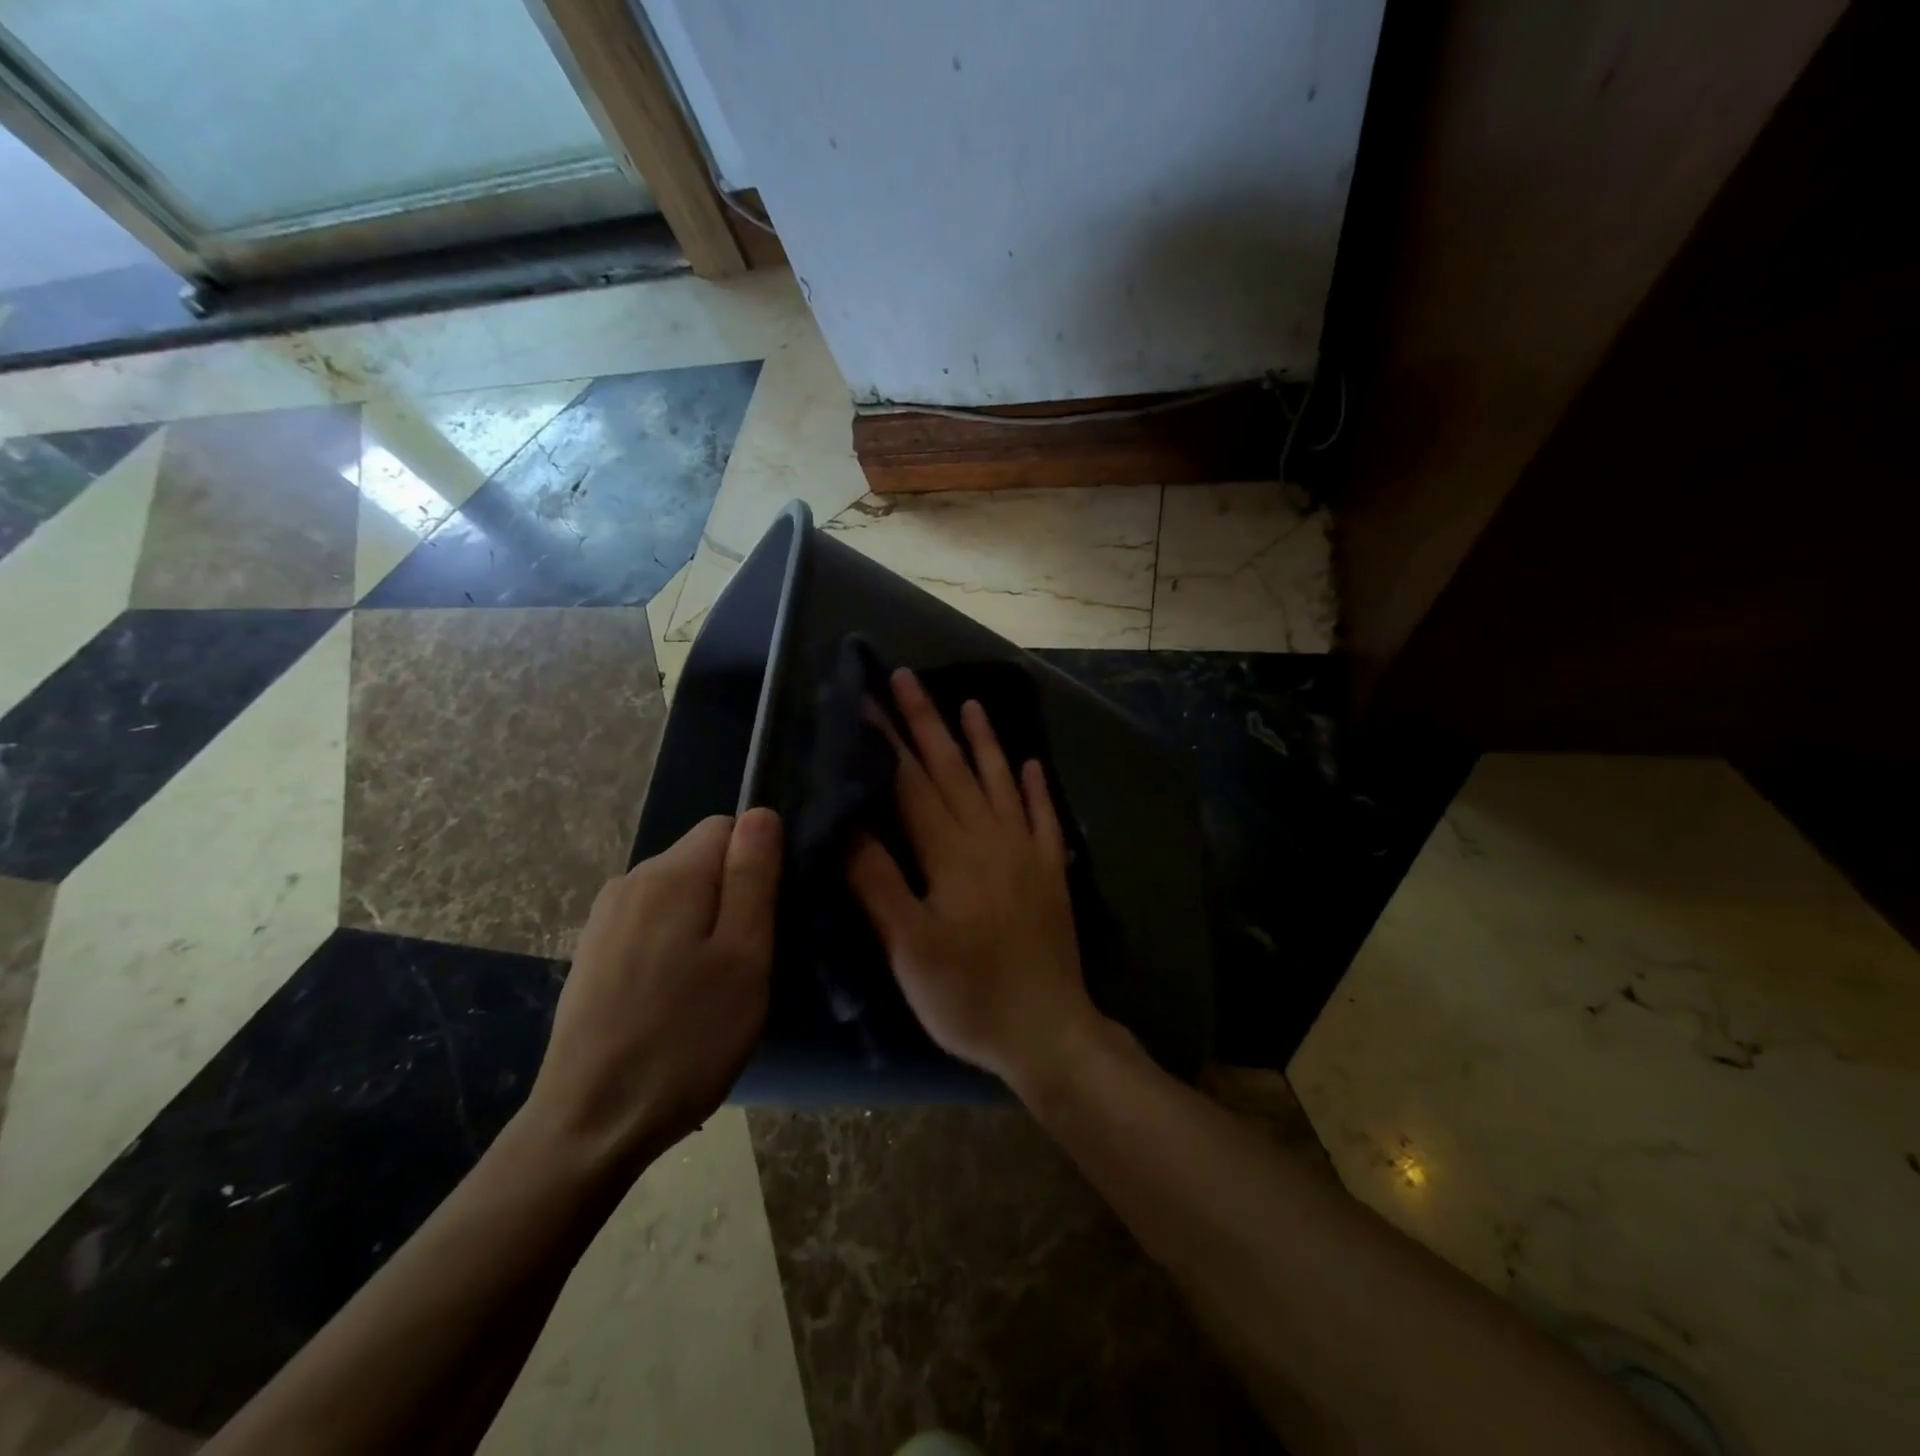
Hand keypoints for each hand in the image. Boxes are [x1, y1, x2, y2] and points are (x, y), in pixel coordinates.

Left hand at [526, 810, 781, 1163]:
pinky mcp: (593, 953)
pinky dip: (675, 946)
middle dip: (733, 896)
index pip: (729, 827)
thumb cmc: (685, 1038)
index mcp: (669, 875)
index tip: (768, 919)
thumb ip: (753, 876)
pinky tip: (676, 998)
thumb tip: (761, 813)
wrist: (590, 1123)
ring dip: (705, 925)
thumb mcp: (744, 955)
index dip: (759, 864)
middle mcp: (630, 881)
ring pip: (679, 895)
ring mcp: (605, 918)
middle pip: (702, 860)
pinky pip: (652, 924)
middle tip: (747, 961)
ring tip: (714, 986)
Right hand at [847, 668, 1106, 1088]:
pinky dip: (1036, 787)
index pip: (910, 783)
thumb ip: (877, 882)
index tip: (867, 700)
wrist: (1047, 1030)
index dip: (886, 740)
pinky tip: (1031, 763)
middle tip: (908, 678)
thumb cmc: (968, 995)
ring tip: (971, 704)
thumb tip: (848, 824)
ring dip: (983, 741)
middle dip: (927, 721)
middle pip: (952, 768)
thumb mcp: (908, 948)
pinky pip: (1044, 816)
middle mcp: (990, 837)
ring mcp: (1026, 850)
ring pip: (1000, 781)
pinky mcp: (1050, 870)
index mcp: (950, 852)